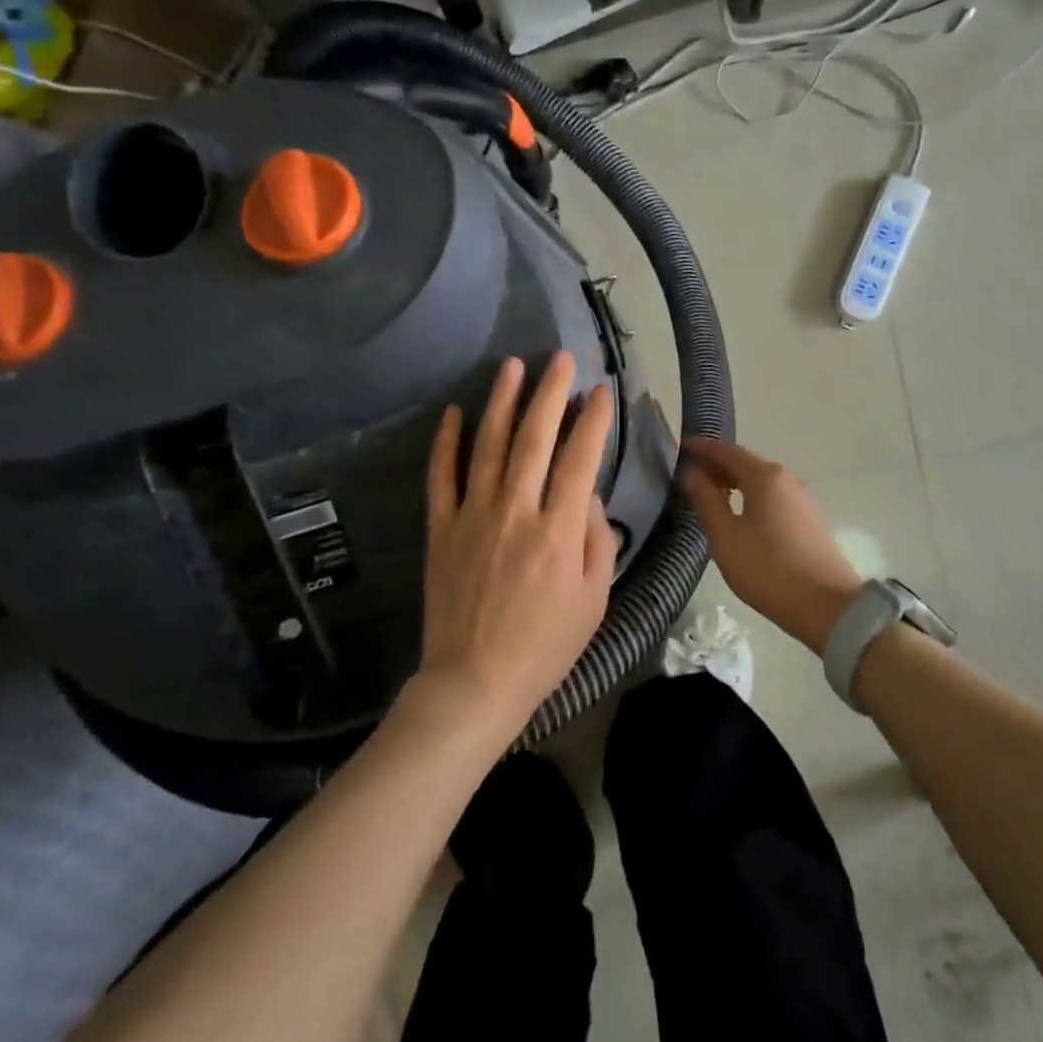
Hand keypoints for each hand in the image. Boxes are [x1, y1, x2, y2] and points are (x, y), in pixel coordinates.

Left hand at [416, 353, 618, 731]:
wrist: (474, 681)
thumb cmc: (545, 646)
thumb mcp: (594, 600)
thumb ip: (597, 541)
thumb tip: (588, 497)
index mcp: (559, 531)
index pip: (581, 460)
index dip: (593, 421)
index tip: (601, 392)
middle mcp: (516, 512)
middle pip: (535, 439)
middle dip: (551, 394)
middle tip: (561, 359)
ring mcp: (473, 516)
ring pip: (489, 446)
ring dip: (503, 402)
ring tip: (513, 366)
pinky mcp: (441, 529)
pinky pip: (441, 477)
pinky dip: (445, 442)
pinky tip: (452, 412)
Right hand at [679, 438, 862, 655]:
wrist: (826, 606)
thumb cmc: (768, 569)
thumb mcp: (726, 537)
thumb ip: (706, 500)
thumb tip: (690, 472)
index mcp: (765, 477)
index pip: (727, 451)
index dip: (702, 448)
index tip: (681, 447)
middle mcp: (786, 479)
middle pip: (746, 462)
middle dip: (717, 464)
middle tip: (689, 473)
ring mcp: (801, 498)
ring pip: (760, 480)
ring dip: (734, 480)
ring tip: (709, 493)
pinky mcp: (808, 518)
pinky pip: (772, 495)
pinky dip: (750, 494)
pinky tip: (738, 513)